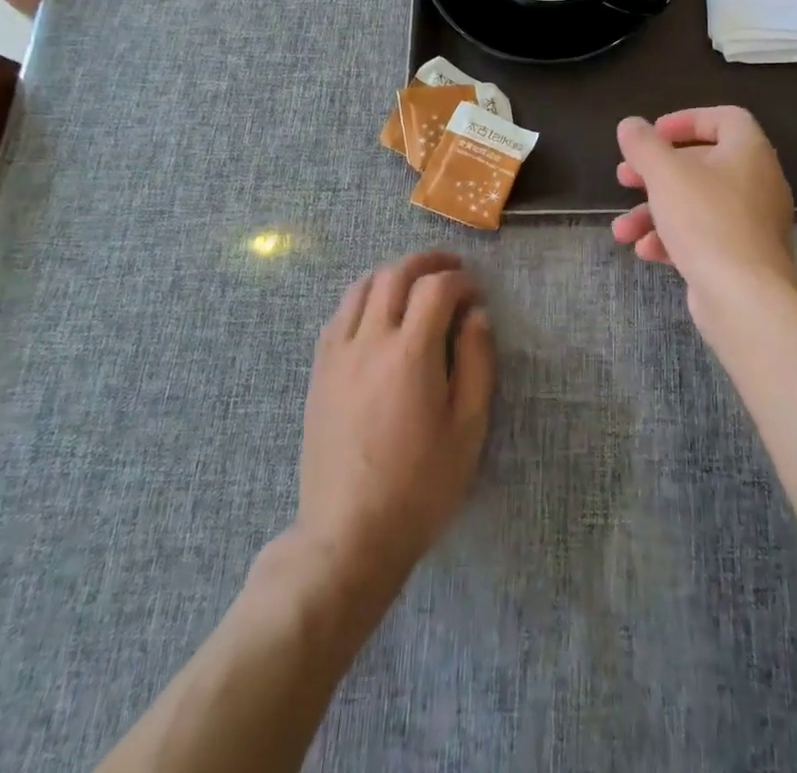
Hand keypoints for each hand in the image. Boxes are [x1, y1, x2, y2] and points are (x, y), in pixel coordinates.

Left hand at [295, 252, 494, 600]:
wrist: (348, 535)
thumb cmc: (420, 486)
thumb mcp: (468, 429)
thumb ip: (476, 362)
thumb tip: (477, 314)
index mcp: (410, 354)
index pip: (436, 287)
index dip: (461, 281)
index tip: (476, 294)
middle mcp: (369, 341)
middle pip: (395, 274)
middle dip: (427, 262)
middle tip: (451, 270)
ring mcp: (338, 354)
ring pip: (361, 286)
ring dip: (393, 274)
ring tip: (415, 284)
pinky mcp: (319, 371)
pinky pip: (338, 313)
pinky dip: (363, 298)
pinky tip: (377, 314)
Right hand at [612, 108, 796, 331]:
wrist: (746, 298)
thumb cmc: (706, 221)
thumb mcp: (665, 174)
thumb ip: (643, 145)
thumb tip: (630, 124)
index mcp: (748, 151)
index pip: (725, 118)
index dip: (686, 120)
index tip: (654, 134)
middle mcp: (756, 182)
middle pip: (702, 164)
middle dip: (656, 172)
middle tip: (624, 178)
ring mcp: (751, 222)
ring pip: (696, 204)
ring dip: (654, 212)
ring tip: (622, 230)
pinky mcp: (742, 256)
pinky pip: (703, 236)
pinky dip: (673, 238)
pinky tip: (645, 251)